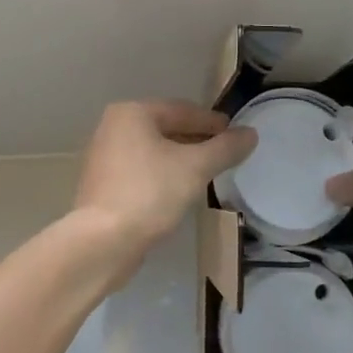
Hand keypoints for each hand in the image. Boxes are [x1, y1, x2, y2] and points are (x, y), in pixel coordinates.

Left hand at [73, 100, 255, 256]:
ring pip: (153, 151)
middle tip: (224, 154)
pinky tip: (179, 191)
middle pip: (166, 129)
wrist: (102, 241)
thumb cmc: (150, 193)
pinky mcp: (102, 186)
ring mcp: (103, 158)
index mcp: (132, 113)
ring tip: (206, 173)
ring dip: (179, 159)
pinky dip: (162, 175)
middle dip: (196, 140)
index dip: (212, 122)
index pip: (182, 110)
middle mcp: (113, 128)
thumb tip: (250, 134)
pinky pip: (141, 172)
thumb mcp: (195, 168)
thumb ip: (225, 148)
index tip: (235, 134)